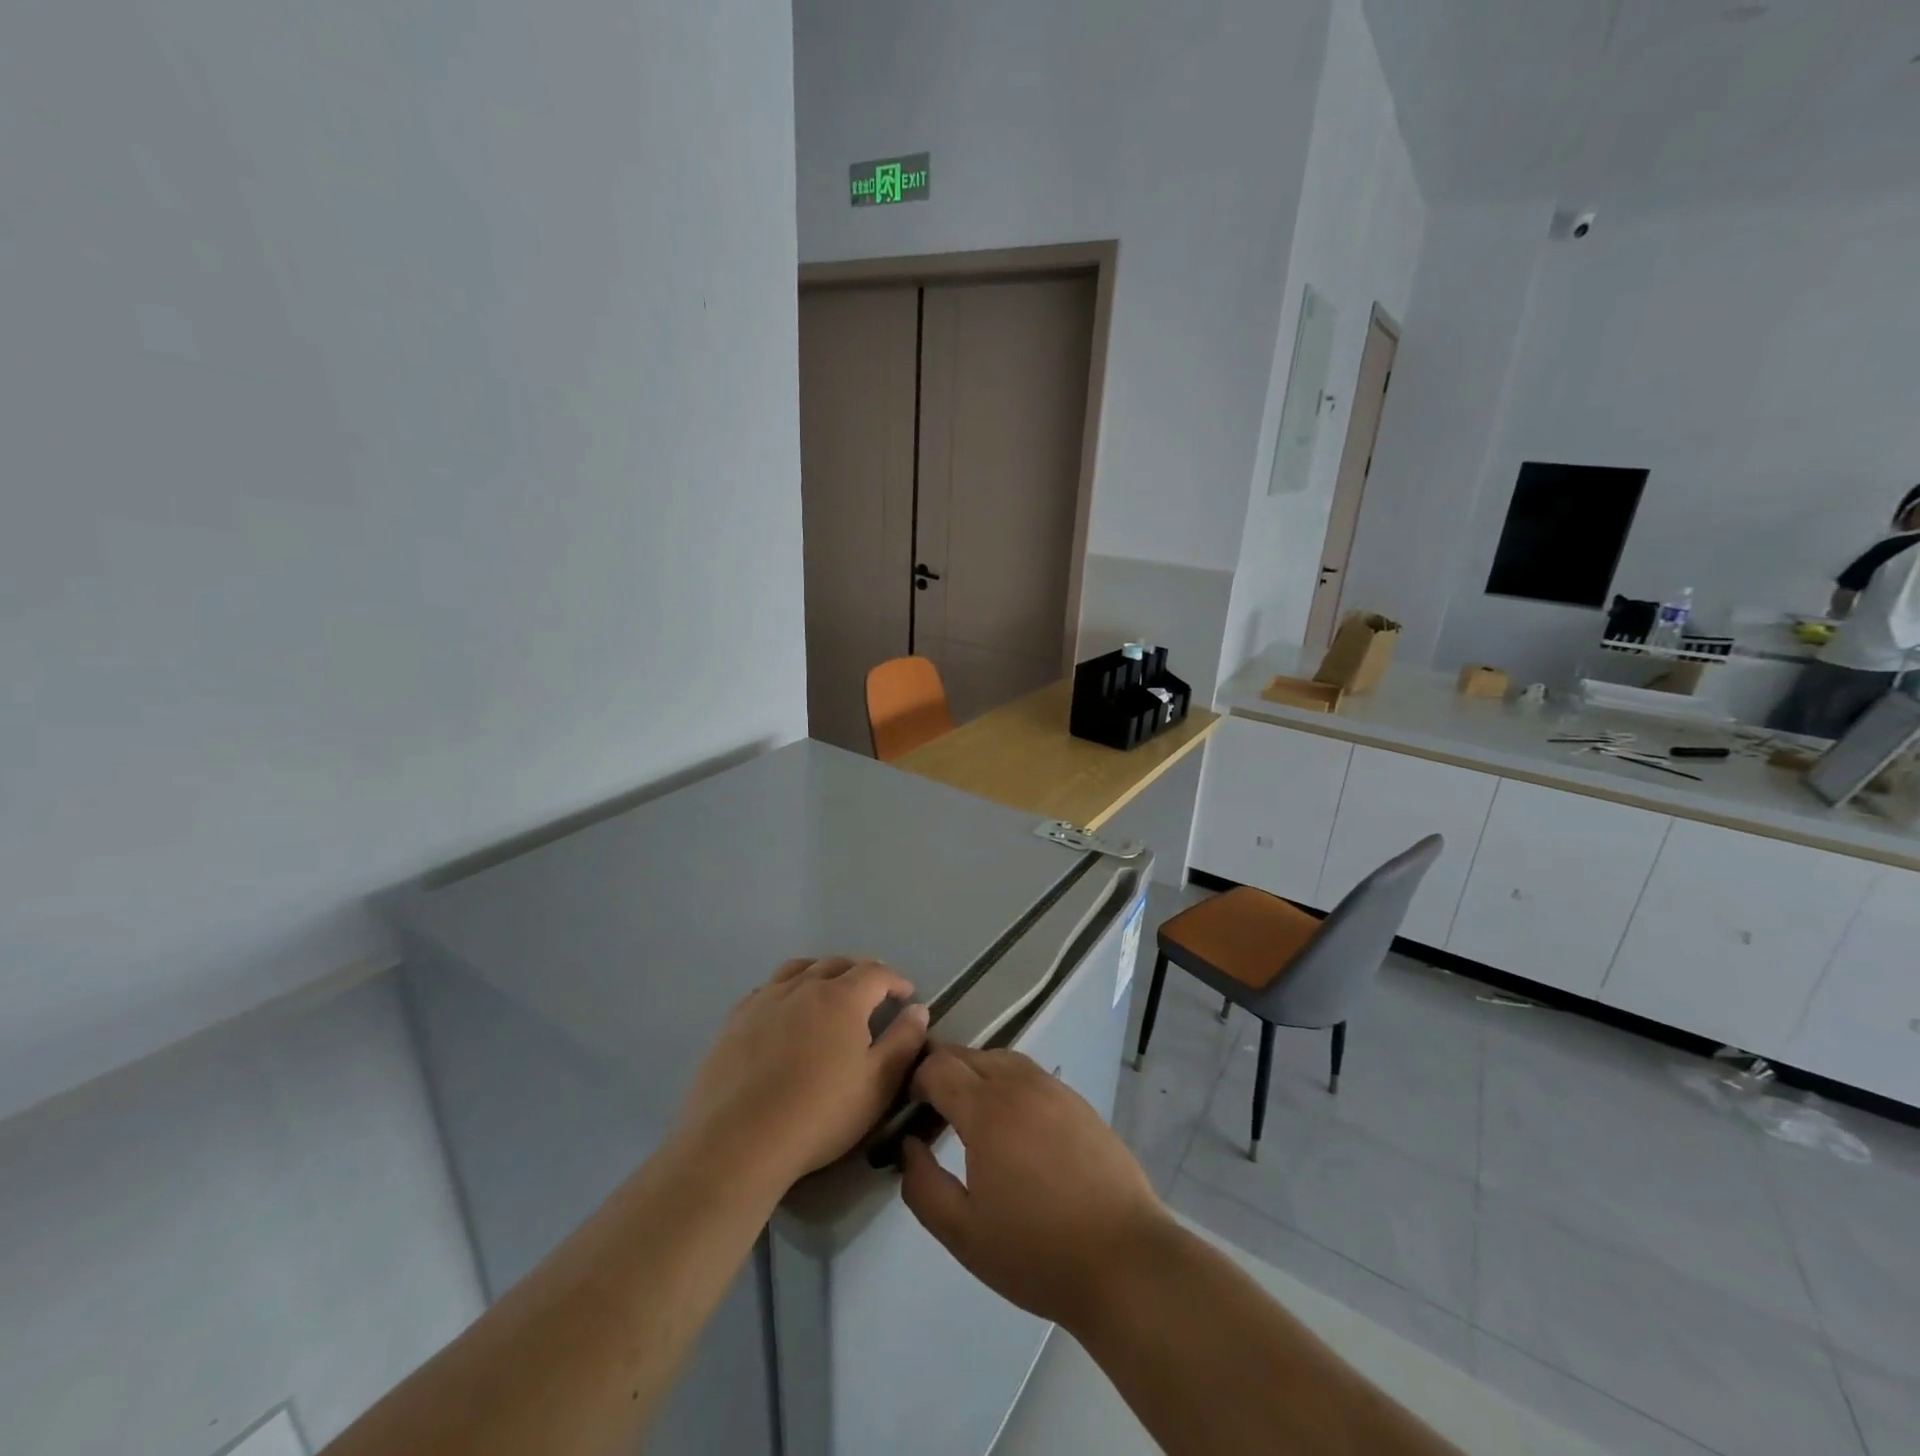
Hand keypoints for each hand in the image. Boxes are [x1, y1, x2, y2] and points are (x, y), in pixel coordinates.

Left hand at [678, 957, 928, 1188]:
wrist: (738, 1141)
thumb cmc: (819, 1114)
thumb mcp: (877, 1085)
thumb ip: (903, 1042)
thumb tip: (918, 1009)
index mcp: (842, 997)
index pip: (876, 973)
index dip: (895, 981)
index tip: (906, 996)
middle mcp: (804, 986)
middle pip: (837, 964)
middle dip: (861, 973)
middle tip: (872, 993)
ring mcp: (765, 999)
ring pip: (799, 969)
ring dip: (821, 974)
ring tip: (828, 993)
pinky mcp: (735, 1019)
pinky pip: (768, 989)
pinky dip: (787, 990)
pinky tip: (785, 1013)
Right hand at [899, 1045, 1170, 1330]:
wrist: (1124, 1260)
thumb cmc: (1037, 1251)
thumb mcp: (963, 1233)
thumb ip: (923, 1186)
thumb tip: (909, 1146)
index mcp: (987, 1109)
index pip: (939, 1067)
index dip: (916, 1079)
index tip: (909, 1108)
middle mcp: (1020, 1084)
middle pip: (970, 1055)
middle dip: (944, 1071)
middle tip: (933, 1109)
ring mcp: (1054, 1089)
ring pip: (1003, 1059)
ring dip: (978, 1073)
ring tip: (971, 1112)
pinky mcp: (1079, 1102)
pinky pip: (1032, 1075)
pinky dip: (1010, 1083)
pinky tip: (1014, 1123)